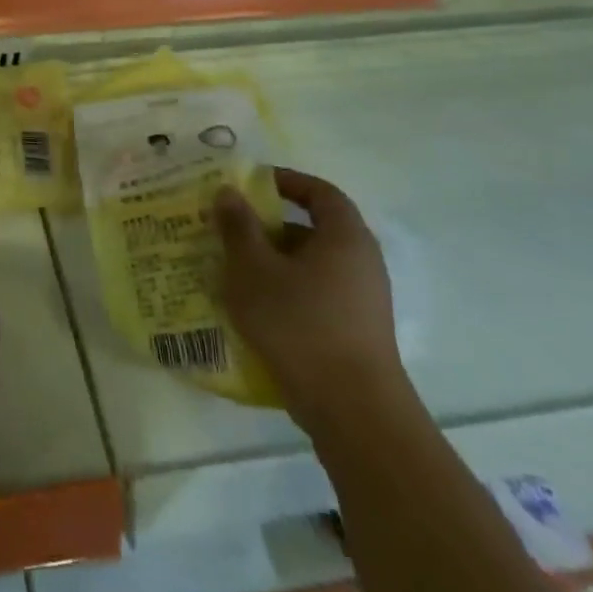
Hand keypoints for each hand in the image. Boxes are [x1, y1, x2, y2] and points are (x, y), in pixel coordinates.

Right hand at [214, 167, 408, 434]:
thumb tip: (229, 192)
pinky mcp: (356, 331)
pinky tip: (255, 308)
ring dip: (275, 262)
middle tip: (231, 228)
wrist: (353, 410)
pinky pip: (316, 295)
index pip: (320, 192)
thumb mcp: (254, 269)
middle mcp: (362, 262)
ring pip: (312, 265)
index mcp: (345, 237)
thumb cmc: (300, 324)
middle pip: (314, 229)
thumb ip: (239, 227)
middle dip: (270, 226)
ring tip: (234, 269)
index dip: (287, 181)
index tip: (252, 184)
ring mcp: (363, 300)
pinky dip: (286, 290)